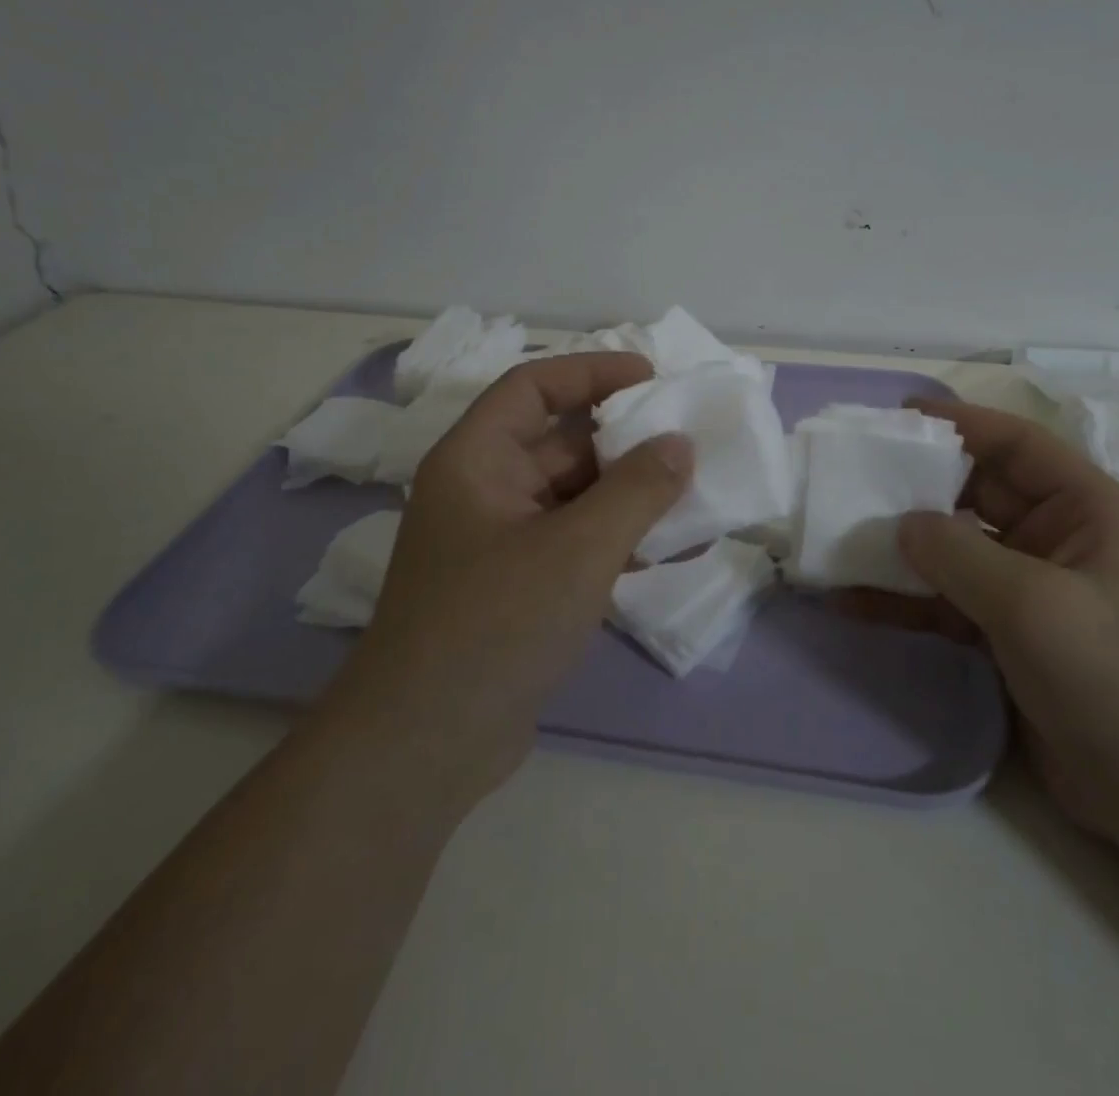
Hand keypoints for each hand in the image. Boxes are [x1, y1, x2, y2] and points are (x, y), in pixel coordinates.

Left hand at [331, 353, 691, 809]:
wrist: (424, 747)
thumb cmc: (495, 625)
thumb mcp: (578, 549)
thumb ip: (637, 490)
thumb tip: (680, 444)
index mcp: (475, 460)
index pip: (533, 387)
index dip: (591, 371)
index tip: (652, 377)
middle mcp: (483, 492)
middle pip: (559, 443)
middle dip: (624, 441)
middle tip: (688, 441)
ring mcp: (499, 544)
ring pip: (573, 497)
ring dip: (629, 496)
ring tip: (694, 497)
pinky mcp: (517, 589)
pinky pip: (575, 543)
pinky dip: (617, 540)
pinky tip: (669, 552)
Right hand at [875, 400, 1118, 854]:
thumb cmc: (1113, 676)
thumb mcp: (1033, 603)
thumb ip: (958, 554)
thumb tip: (900, 526)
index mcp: (1085, 510)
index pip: (1017, 445)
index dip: (961, 423)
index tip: (899, 416)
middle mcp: (1055, 539)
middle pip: (976, 493)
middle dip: (918, 485)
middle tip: (854, 475)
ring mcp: (1026, 589)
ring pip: (953, 549)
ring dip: (902, 546)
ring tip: (841, 535)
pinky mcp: (1003, 634)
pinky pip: (944, 601)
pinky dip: (903, 599)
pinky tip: (851, 600)